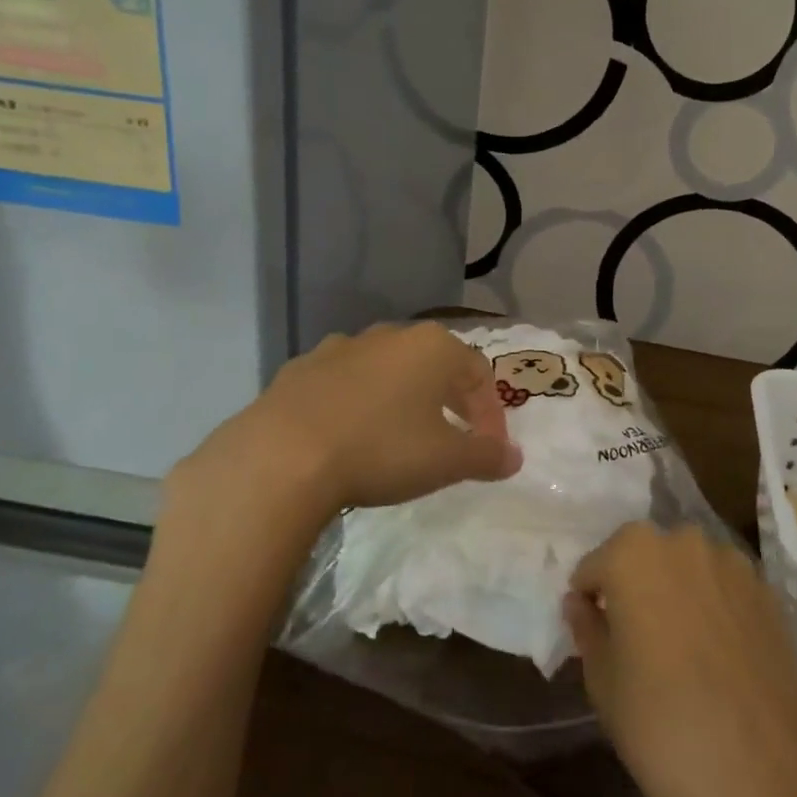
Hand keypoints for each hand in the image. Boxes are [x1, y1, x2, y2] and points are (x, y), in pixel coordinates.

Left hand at [168, 323, 522, 540]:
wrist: (282, 455)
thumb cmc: (381, 450)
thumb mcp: (446, 461)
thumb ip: (486, 456)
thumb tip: (514, 457)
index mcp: (432, 347)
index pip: (479, 374)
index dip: (491, 414)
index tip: (489, 451)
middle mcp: (390, 335)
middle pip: (435, 365)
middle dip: (449, 401)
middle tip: (452, 440)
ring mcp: (341, 347)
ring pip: (386, 370)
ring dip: (401, 399)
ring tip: (399, 437)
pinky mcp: (300, 368)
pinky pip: (342, 383)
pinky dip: (356, 403)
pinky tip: (348, 435)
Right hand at [564, 523, 796, 796]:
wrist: (767, 777)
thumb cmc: (663, 726)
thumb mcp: (603, 682)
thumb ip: (587, 629)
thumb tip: (580, 603)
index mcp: (632, 552)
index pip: (594, 568)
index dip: (590, 602)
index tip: (596, 638)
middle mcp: (682, 542)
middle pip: (643, 558)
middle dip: (634, 590)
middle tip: (634, 644)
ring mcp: (732, 564)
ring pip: (686, 570)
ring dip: (675, 594)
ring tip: (679, 652)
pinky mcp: (768, 593)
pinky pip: (723, 590)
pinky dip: (713, 609)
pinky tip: (716, 658)